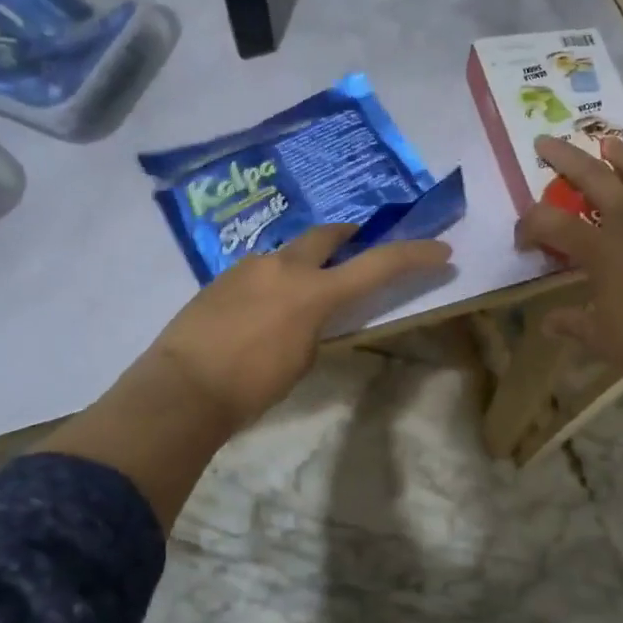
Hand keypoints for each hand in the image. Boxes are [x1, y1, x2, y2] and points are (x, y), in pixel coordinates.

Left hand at [142, 225, 451, 432]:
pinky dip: (271, 280)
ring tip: (299, 291)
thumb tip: (309, 314)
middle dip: (347, 235)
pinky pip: (258, 270)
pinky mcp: (220, 277)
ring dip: (302, 263)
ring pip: (286, 253)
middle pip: (326, 235)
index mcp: (313, 292)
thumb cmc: (251, 387)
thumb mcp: (301, 360)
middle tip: (357, 241)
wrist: (181, 387)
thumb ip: (315, 327)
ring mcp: (248, 267)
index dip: (413, 255)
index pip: (376, 266)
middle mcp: (283, 267)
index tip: (440, 250)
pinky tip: (261, 308)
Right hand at [514, 136, 622, 393]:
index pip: (551, 223)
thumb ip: (571, 322)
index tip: (522, 241)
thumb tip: (549, 323)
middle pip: (595, 177)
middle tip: (547, 141)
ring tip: (611, 146)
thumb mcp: (598, 336)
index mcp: (600, 248)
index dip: (529, 226)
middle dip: (566, 157)